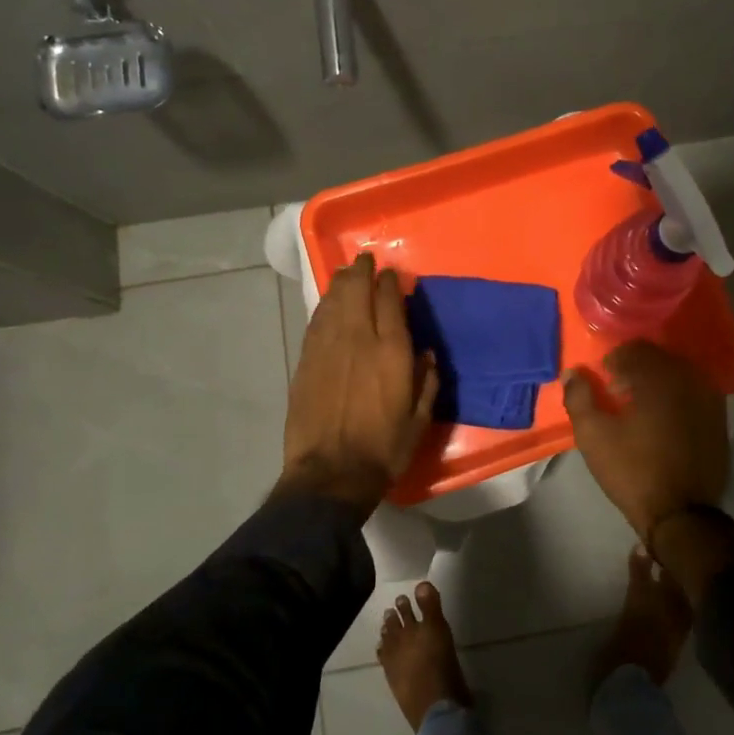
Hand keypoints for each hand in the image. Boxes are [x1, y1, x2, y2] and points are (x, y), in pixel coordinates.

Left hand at [282, 253, 438, 510]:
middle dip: (362, 270)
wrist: (330, 474)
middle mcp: (358, 339)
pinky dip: (324, 305)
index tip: (392, 272)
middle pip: (357, 290)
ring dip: (341, 282)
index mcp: (391, 351)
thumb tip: (426, 353)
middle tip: (366, 260)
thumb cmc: (383, 449)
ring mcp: (327, 347)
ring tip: (347, 273)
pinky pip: (316, 321)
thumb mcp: (419, 419)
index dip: (390, 281)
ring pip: (333, 300)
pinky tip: (328, 302)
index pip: (389, 300)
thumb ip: (426, 381)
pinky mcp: (306, 360)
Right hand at [562, 341, 729, 538]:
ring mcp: (710, 399)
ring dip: (657, 384)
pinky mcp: (720, 421)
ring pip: (678, 376)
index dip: (613, 361)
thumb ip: (579, 397)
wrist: (682, 515)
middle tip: (618, 394)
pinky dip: (676, 399)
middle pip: (659, 359)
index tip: (603, 382)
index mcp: (660, 376)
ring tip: (641, 410)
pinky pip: (694, 395)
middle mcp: (690, 378)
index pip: (635, 349)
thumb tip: (572, 373)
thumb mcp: (593, 435)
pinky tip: (663, 424)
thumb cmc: (633, 470)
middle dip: (636, 370)